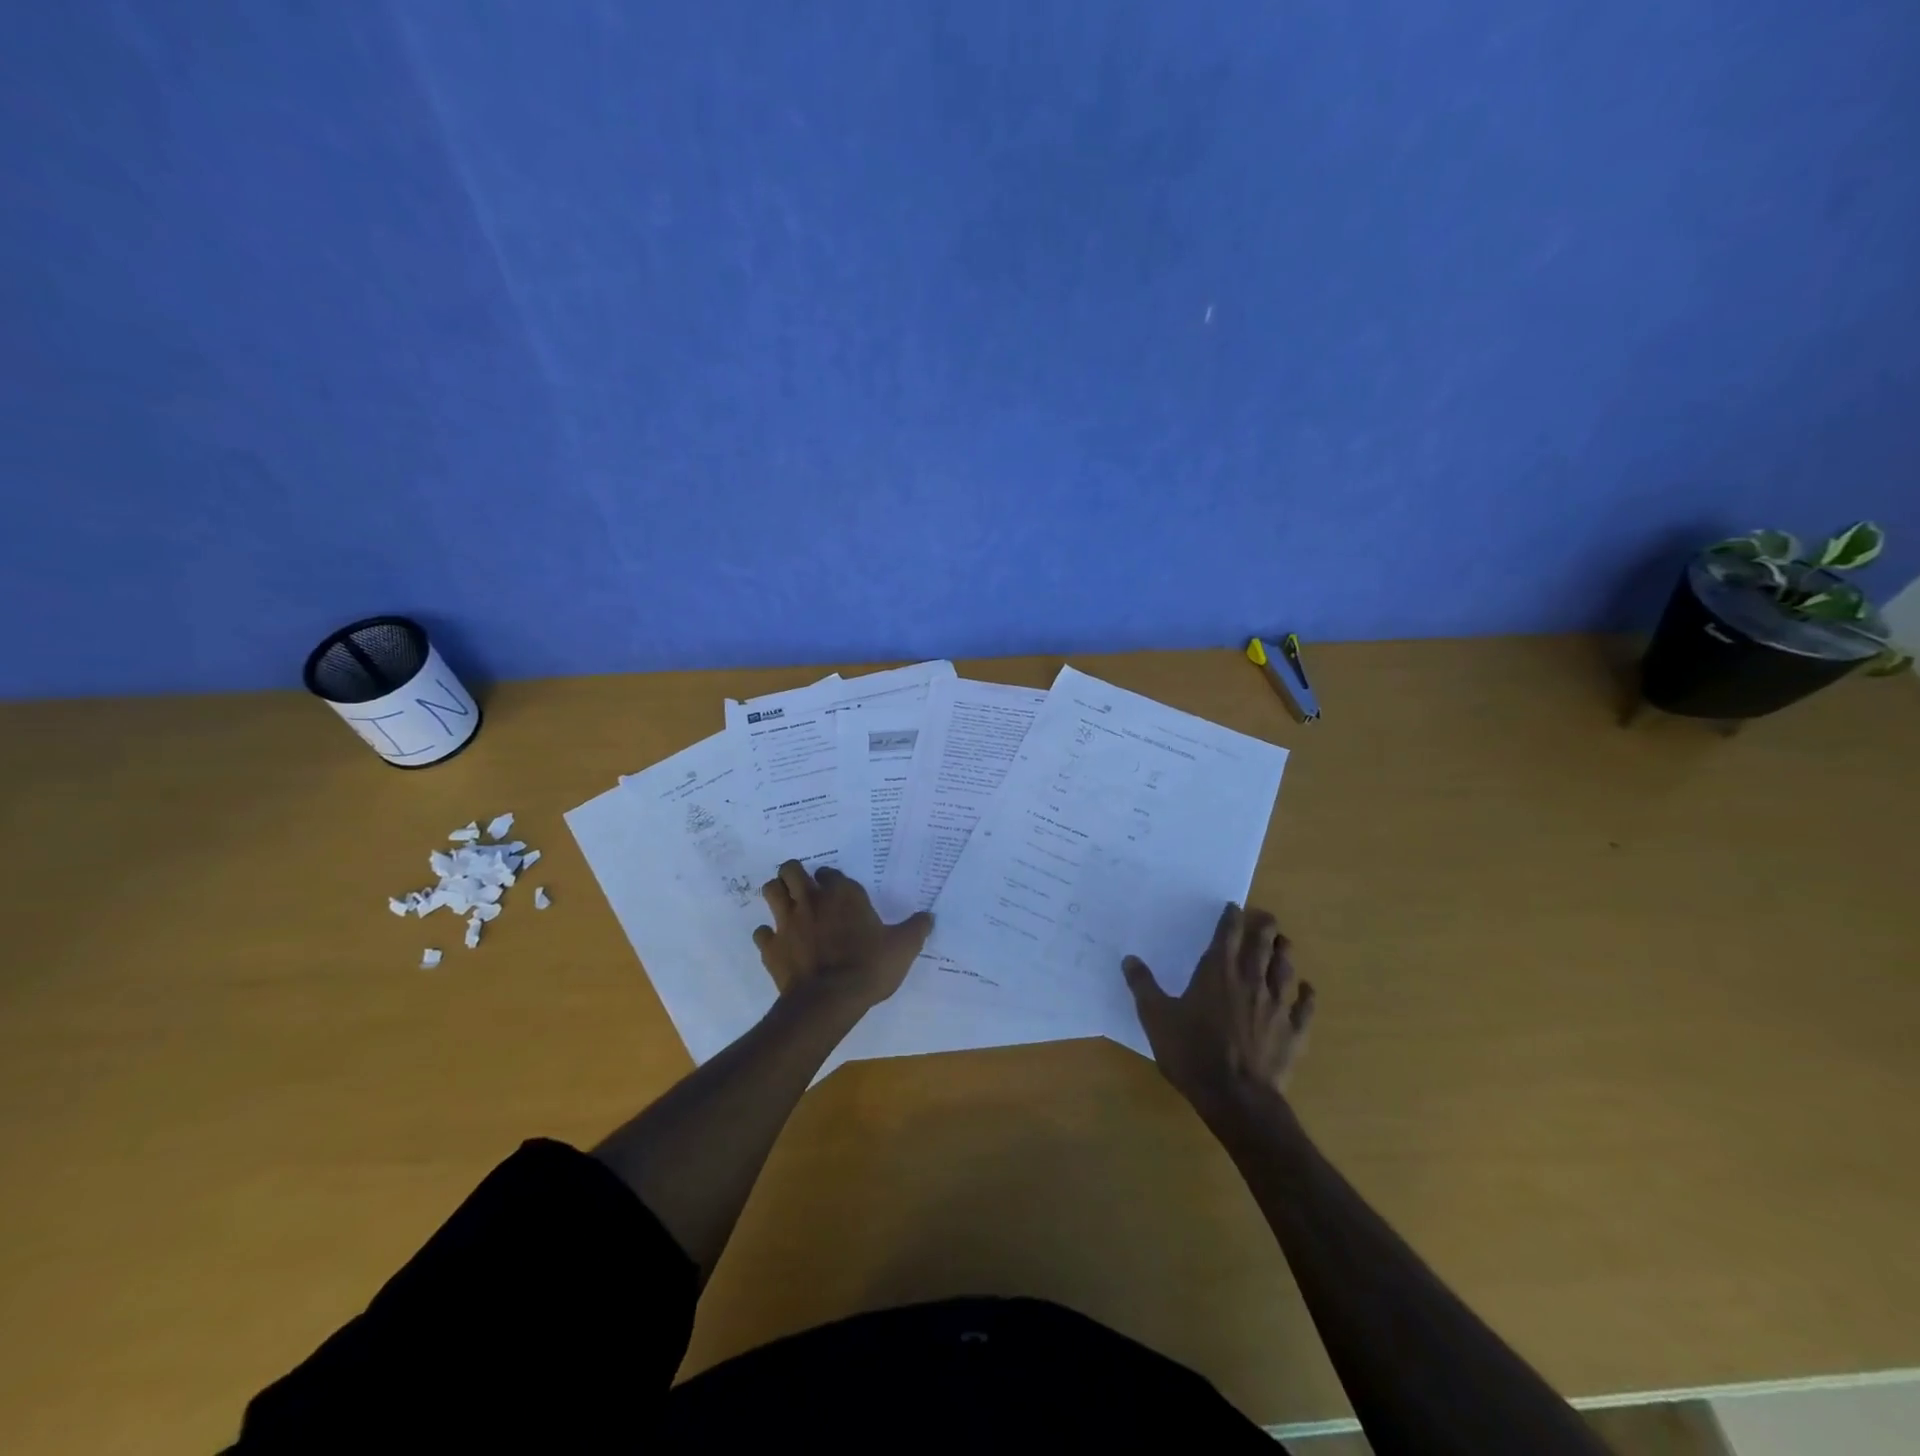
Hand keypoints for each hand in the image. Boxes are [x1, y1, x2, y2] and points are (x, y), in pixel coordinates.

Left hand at [752, 861, 933, 1011]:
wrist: (829, 1000)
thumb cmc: (869, 966)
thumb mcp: (903, 948)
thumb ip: (915, 929)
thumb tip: (929, 916)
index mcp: (843, 894)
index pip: (829, 872)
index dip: (830, 879)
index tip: (835, 889)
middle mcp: (812, 900)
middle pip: (790, 870)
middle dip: (794, 874)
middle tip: (803, 888)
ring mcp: (787, 922)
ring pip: (770, 891)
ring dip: (776, 895)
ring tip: (786, 905)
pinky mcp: (771, 947)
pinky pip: (761, 933)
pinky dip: (767, 936)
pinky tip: (778, 943)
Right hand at [1122, 902, 1315, 1111]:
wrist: (1237, 1097)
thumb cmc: (1192, 1053)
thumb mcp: (1156, 1018)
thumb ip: (1143, 986)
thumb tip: (1129, 959)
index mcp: (1217, 972)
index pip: (1228, 934)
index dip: (1232, 917)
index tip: (1234, 907)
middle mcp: (1250, 980)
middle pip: (1262, 945)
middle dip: (1264, 927)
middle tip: (1265, 917)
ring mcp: (1276, 1006)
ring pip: (1285, 969)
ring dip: (1285, 953)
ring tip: (1284, 942)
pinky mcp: (1293, 1032)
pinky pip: (1304, 1007)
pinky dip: (1306, 995)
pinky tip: (1306, 989)